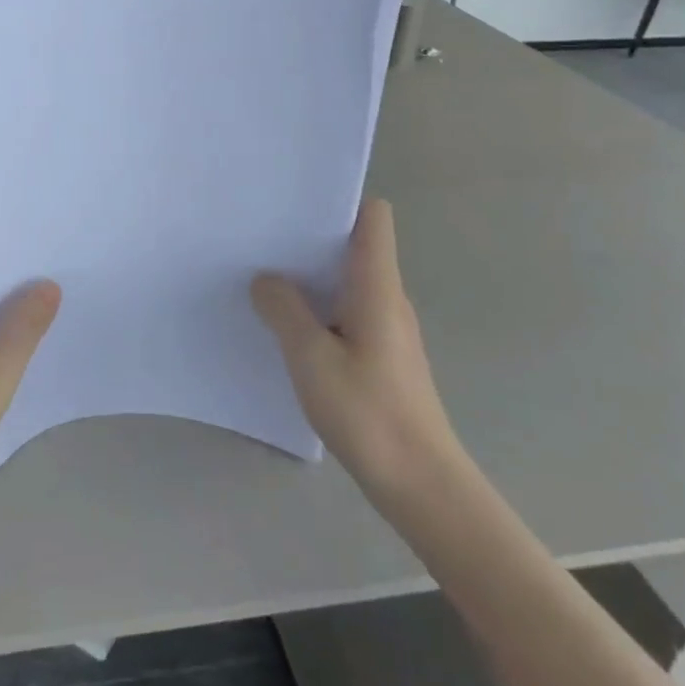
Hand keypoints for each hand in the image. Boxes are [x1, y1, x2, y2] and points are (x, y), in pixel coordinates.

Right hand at [251, 199, 461, 509]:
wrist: (421, 484)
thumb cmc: (368, 412)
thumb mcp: (310, 357)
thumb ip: (284, 310)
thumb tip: (265, 279)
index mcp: (377, 286)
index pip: (373, 217)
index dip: (339, 201)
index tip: (295, 204)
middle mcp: (388, 298)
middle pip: (355, 245)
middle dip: (311, 238)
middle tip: (262, 238)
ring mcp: (388, 328)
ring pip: (348, 282)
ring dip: (312, 277)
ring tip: (265, 277)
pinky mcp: (382, 356)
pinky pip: (347, 313)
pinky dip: (319, 309)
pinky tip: (287, 327)